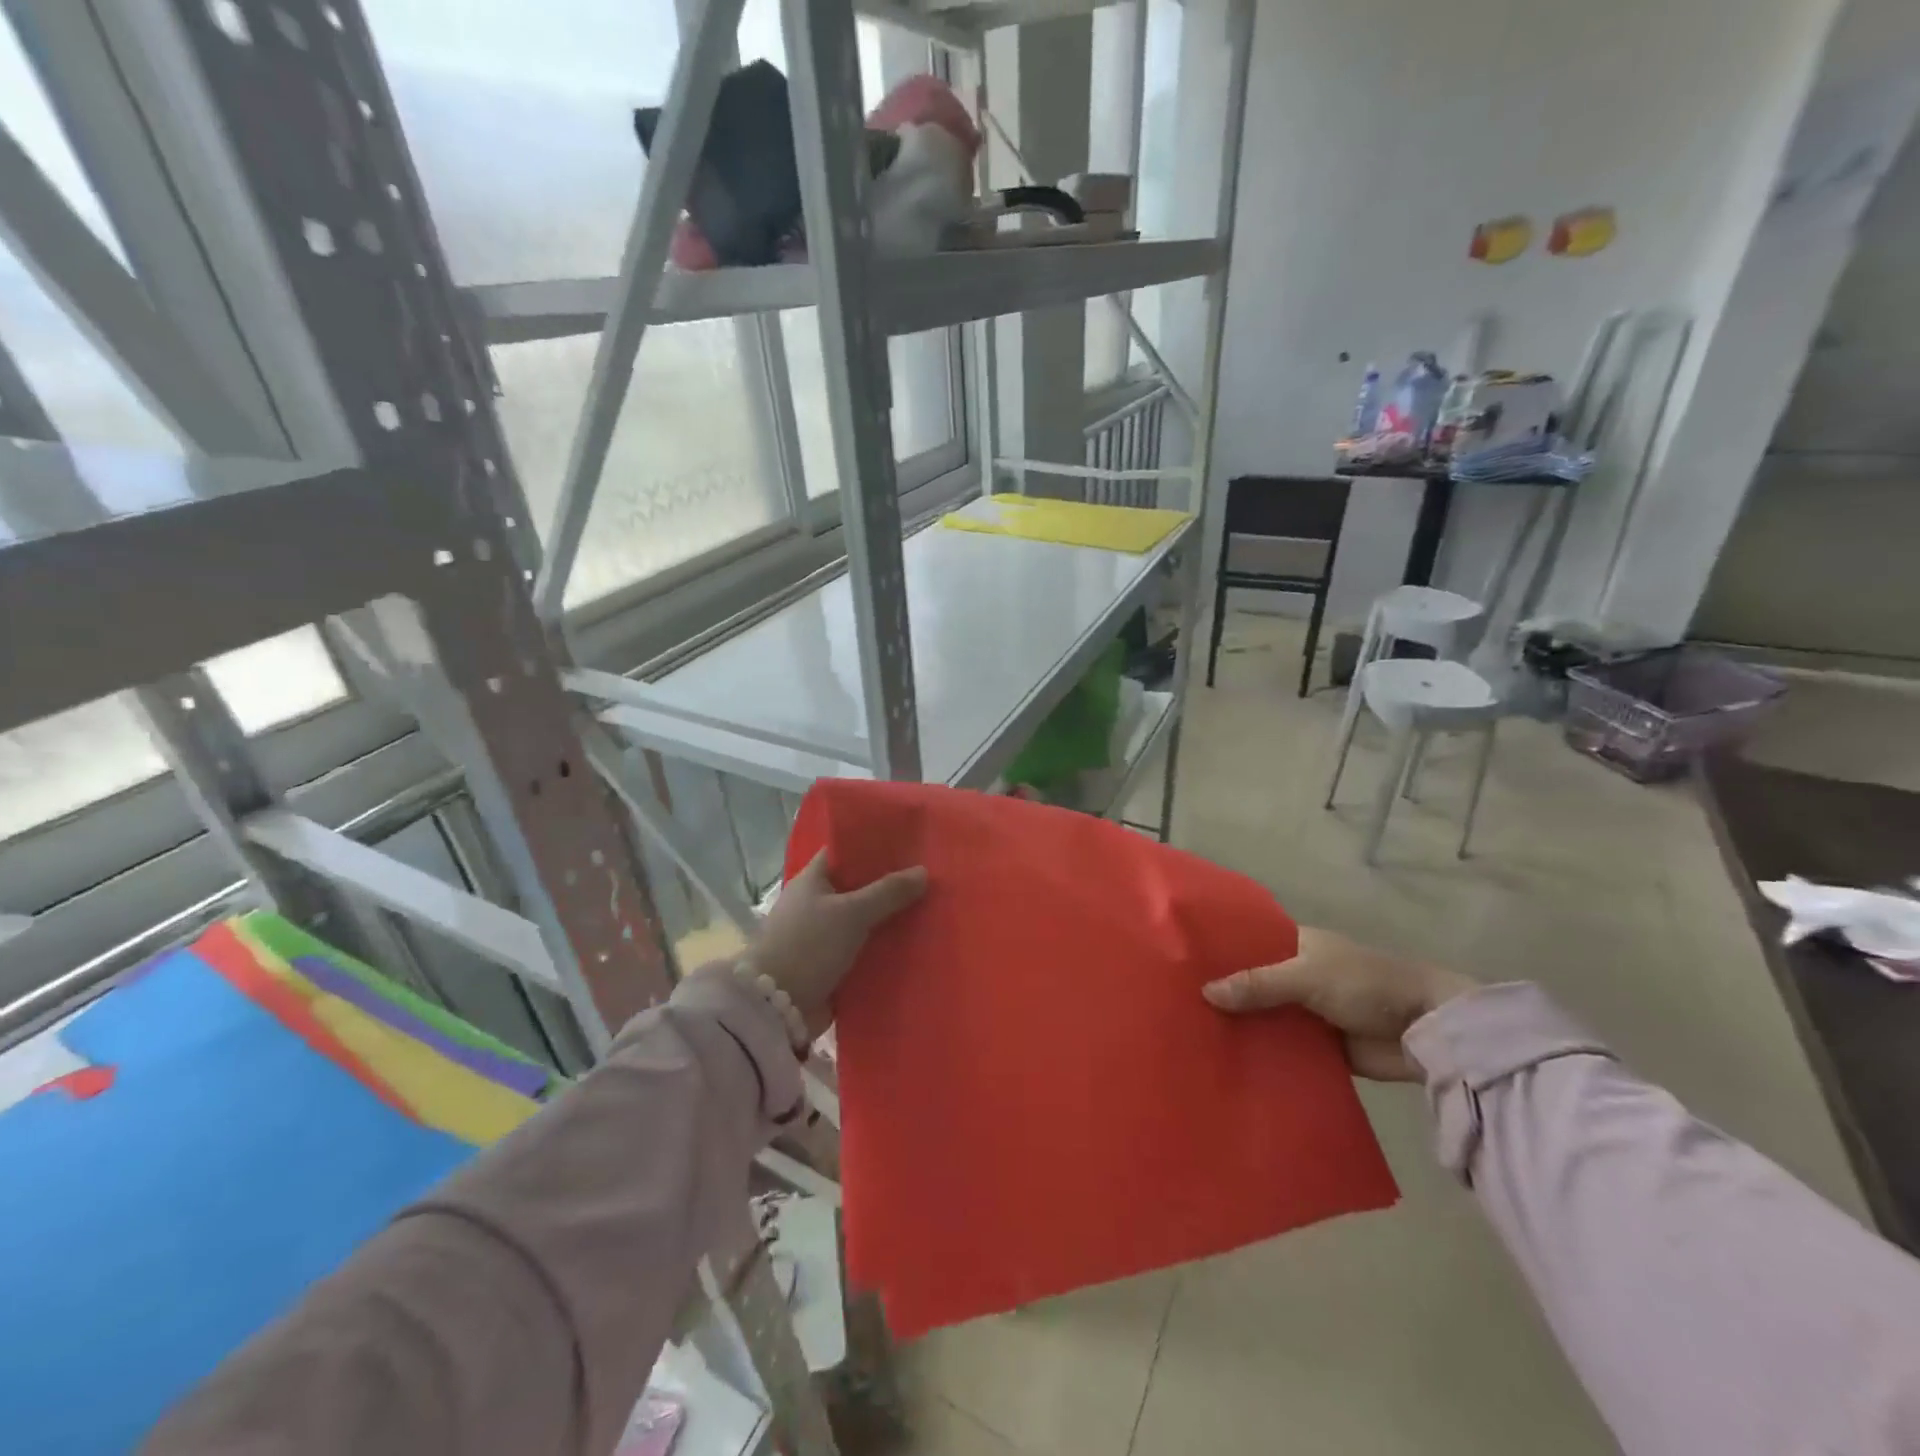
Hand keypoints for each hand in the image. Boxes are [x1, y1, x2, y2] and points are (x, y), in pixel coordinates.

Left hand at [750, 852, 927, 1035]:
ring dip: (889, 920)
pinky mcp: (829, 965)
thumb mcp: (852, 913)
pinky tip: (913, 946)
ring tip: (929, 912)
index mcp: (812, 881)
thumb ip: (888, 892)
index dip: (874, 848)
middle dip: (889, 887)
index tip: (908, 847)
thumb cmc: (809, 946)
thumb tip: (923, 871)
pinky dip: (882, 949)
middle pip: (858, 887)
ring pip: (863, 920)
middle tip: (928, 882)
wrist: (775, 1008)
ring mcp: (821, 936)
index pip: (845, 853)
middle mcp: (815, 904)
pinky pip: (862, 950)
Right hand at [1201, 927, 1473, 1080]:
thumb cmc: (1365, 984)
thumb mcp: (1307, 976)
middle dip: (1222, 993)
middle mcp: (1297, 975)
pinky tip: (1228, 1062)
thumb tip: (1205, 993)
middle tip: (1175, 1004)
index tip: (1180, 961)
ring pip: (1264, 1017)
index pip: (1248, 942)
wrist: (1428, 1029)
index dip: (1218, 951)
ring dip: (1240, 1026)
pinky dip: (1262, 1054)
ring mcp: (1307, 1012)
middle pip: (1251, 982)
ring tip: (1191, 1034)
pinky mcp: (1320, 1047)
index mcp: (1296, 945)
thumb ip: (1258, 985)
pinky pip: (1283, 1048)